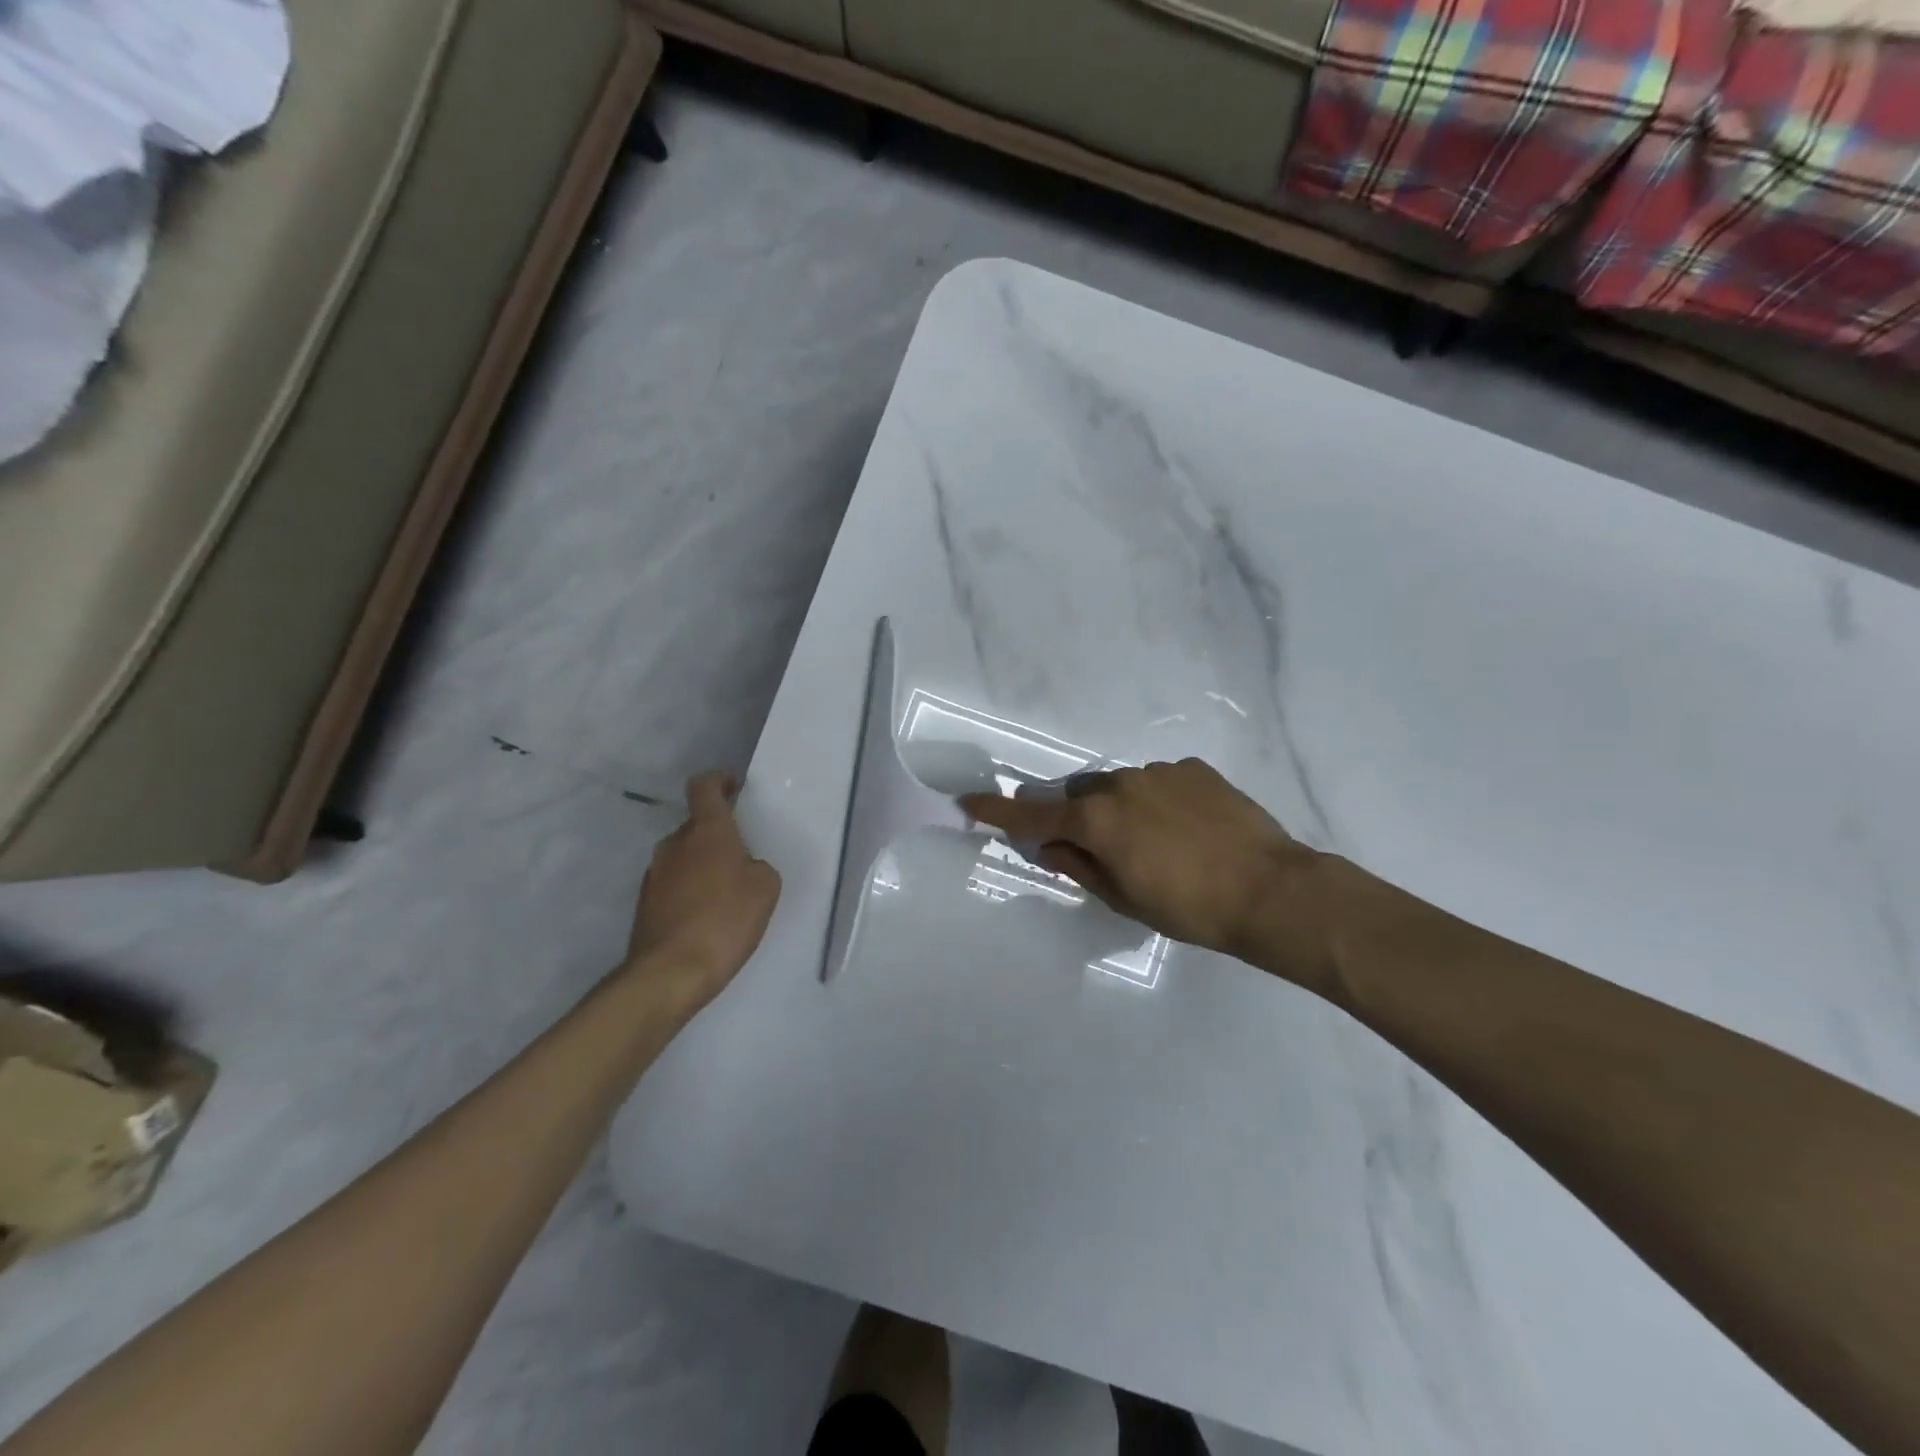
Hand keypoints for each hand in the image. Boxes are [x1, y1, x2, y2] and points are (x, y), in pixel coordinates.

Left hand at [624, 772, 780, 1009]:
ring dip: (702, 864)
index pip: (704, 786)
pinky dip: (689, 890)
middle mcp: (675, 844)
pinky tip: (706, 917)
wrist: (670, 972)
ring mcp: (655, 873)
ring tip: (725, 893)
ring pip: (684, 856)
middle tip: (741, 857)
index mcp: (707, 830)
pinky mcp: (645, 903)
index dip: (719, 781)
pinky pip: (673, 883)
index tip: (734, 788)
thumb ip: (757, 866)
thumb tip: (743, 866)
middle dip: (717, 835)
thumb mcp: (765, 888)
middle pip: (696, 825)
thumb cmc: (725, 920)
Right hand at [960, 758, 1330, 987]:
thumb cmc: (1189, 907)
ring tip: (1156, 842)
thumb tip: (1048, 849)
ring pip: (1120, 787)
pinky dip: (1158, 801)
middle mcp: (1120, 785)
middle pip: (1080, 797)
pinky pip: (1158, 782)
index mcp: (1096, 821)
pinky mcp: (1193, 768)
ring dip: (1122, 809)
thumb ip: (1078, 868)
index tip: (969, 802)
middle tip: (1099, 849)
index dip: (998, 811)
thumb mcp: (1124, 899)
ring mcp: (1159, 772)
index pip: (1033, 817)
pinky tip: (1186, 828)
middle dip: (1078, 819)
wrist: (1270, 890)